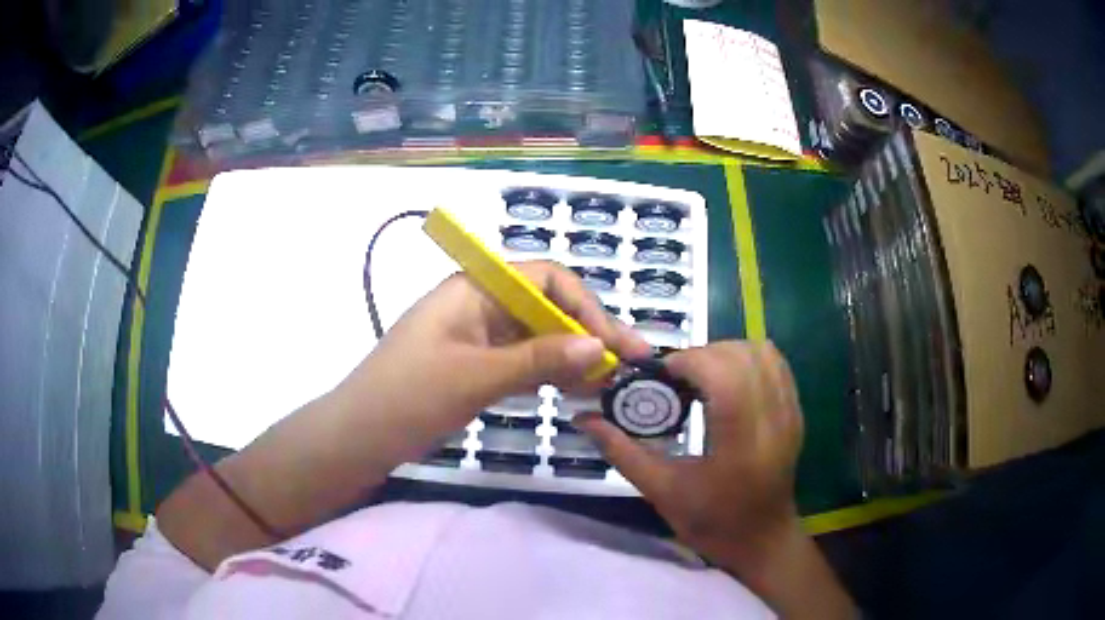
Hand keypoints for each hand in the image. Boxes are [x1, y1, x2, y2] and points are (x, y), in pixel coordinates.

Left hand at [158, 261, 651, 568]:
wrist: (360, 436)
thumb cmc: (408, 396)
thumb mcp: (476, 376)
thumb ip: (539, 360)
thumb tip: (600, 347)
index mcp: (474, 288)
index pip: (544, 279)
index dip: (585, 306)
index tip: (614, 343)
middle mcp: (479, 304)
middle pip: (546, 307)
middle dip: (588, 333)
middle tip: (628, 365)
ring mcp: (478, 337)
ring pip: (538, 337)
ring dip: (574, 356)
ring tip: (611, 382)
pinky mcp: (476, 366)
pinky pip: (523, 362)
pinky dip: (550, 374)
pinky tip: (577, 392)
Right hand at [576, 341, 854, 617]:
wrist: (761, 539)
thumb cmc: (711, 522)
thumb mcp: (661, 491)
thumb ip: (621, 451)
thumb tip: (583, 419)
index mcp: (741, 444)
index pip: (724, 375)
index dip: (689, 361)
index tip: (662, 374)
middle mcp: (773, 421)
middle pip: (743, 356)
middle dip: (703, 354)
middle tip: (676, 377)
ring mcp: (790, 413)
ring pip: (763, 352)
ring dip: (726, 352)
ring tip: (701, 376)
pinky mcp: (796, 411)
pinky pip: (776, 364)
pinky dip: (748, 358)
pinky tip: (726, 379)